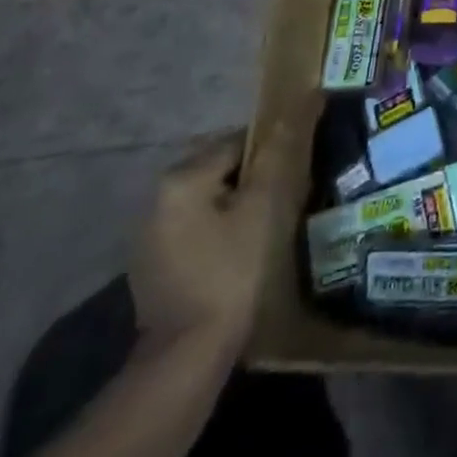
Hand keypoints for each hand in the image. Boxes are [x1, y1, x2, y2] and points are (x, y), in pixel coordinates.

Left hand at [129, 127, 284, 350]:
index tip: (296, 171)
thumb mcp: (265, 205)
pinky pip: (197, 229)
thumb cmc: (231, 271)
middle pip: (222, 169)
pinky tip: (241, 254)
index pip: (238, 141)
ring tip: (270, 225)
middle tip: (288, 198)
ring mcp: (150, 236)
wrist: (187, 358)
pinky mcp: (153, 267)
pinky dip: (220, 231)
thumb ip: (280, 150)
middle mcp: (156, 198)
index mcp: (181, 177)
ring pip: (210, 200)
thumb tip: (306, 98)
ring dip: (238, 206)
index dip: (273, 153)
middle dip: (255, 179)